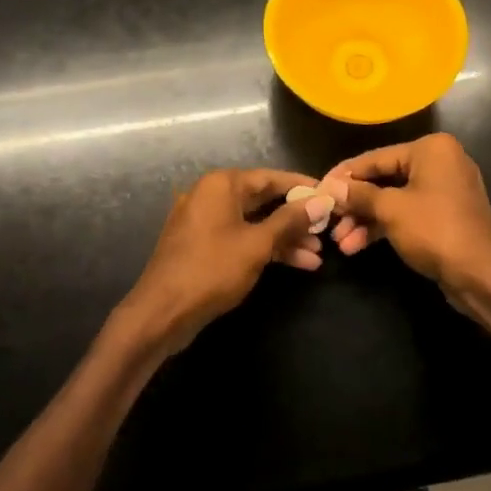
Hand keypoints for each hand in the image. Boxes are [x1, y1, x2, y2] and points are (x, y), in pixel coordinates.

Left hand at [116, 168, 331, 352]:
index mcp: (221, 185)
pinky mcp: (204, 247)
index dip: (302, 186)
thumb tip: (321, 201)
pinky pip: (242, 239)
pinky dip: (266, 248)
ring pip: (254, 223)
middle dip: (296, 217)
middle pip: (263, 200)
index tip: (329, 194)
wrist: (161, 313)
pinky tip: (297, 264)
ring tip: (317, 254)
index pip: (271, 177)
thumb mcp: (257, 244)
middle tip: (326, 229)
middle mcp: (211, 196)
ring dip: (285, 238)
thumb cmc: (211, 269)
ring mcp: (206, 222)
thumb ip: (290, 220)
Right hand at [320, 134, 490, 311]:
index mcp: (431, 149)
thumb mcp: (391, 210)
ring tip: (339, 242)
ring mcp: (444, 190)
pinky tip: (357, 245)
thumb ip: (358, 195)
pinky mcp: (445, 216)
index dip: (345, 175)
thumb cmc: (435, 230)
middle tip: (328, 220)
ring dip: (366, 220)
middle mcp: (440, 162)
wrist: (482, 276)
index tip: (319, 188)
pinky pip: (407, 214)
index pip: (377, 157)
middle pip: (385, 179)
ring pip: (394, 199)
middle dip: (355, 204)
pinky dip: (384, 227)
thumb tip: (329, 187)